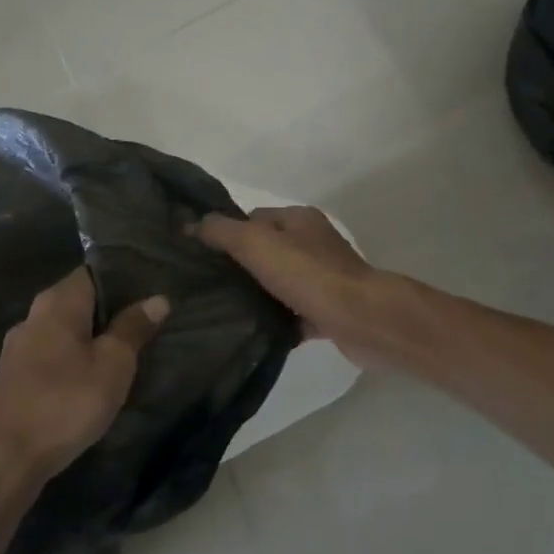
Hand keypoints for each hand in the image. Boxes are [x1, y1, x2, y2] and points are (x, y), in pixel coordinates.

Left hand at [0, 269, 169, 486]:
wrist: (1, 461)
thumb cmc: (64, 402)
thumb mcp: (113, 365)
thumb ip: (133, 328)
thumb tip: (157, 299)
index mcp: (57, 302)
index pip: (94, 272)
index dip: (124, 280)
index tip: (152, 293)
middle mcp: (33, 316)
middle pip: (79, 302)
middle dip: (110, 313)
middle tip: (145, 327)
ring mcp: (17, 349)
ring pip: (64, 332)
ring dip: (90, 341)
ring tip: (123, 355)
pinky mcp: (12, 379)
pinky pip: (51, 357)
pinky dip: (72, 362)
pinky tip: (90, 381)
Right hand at [196, 206, 389, 368]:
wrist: (362, 320)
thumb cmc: (308, 274)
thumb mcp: (255, 243)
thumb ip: (222, 231)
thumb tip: (191, 224)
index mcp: (298, 219)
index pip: (253, 218)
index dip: (227, 233)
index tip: (200, 256)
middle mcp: (314, 243)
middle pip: (267, 251)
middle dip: (241, 268)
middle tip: (207, 287)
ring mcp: (325, 278)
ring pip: (281, 284)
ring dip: (259, 297)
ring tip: (224, 313)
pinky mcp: (330, 311)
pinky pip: (297, 316)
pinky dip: (280, 324)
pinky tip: (256, 335)